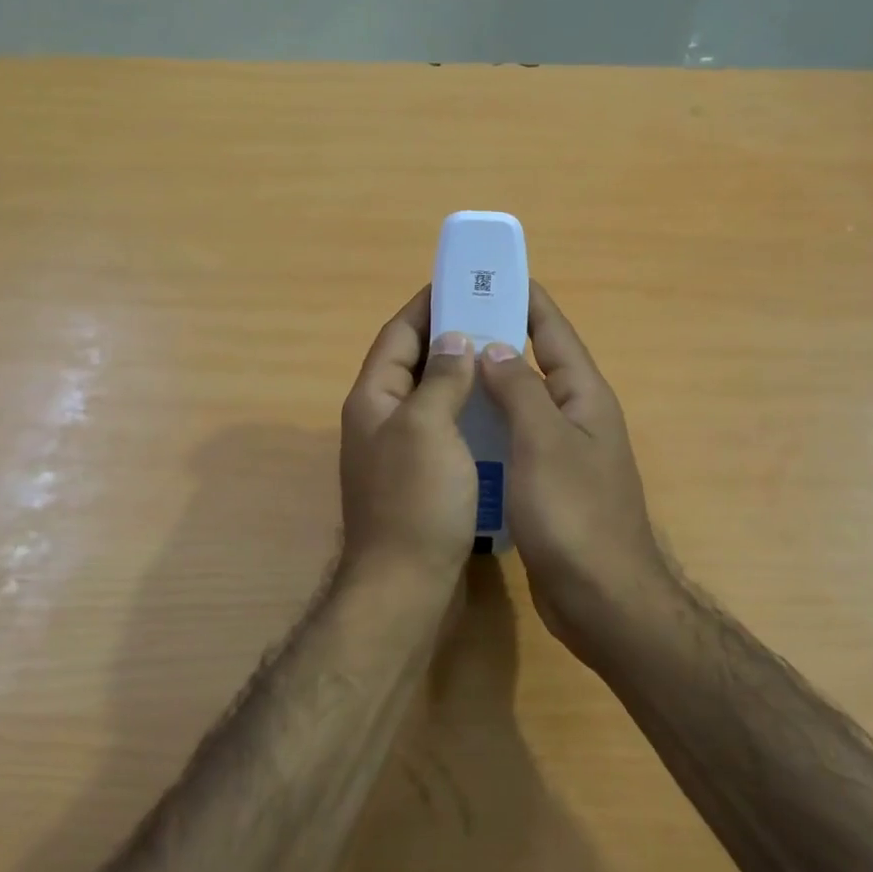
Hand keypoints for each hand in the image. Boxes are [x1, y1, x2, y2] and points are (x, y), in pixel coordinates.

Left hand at [340, 287, 478, 581]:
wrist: (405, 587)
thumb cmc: (416, 500)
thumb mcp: (428, 427)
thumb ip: (441, 379)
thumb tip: (453, 340)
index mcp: (372, 399)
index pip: (396, 335)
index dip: (425, 307)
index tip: (460, 285)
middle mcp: (378, 420)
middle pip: (411, 364)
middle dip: (447, 338)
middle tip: (491, 319)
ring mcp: (396, 452)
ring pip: (428, 398)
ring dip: (458, 376)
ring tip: (500, 358)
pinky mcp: (417, 480)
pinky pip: (441, 431)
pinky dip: (464, 414)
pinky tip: (495, 413)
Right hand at [477, 283, 667, 642]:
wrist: (602, 600)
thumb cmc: (573, 514)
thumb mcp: (542, 442)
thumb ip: (518, 390)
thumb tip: (493, 347)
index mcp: (583, 396)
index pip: (552, 331)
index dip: (524, 298)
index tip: (489, 274)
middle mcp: (576, 416)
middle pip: (534, 363)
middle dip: (496, 338)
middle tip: (449, 323)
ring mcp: (562, 453)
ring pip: (520, 404)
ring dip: (488, 384)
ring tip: (443, 368)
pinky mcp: (547, 485)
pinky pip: (514, 440)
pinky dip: (489, 426)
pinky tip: (457, 428)